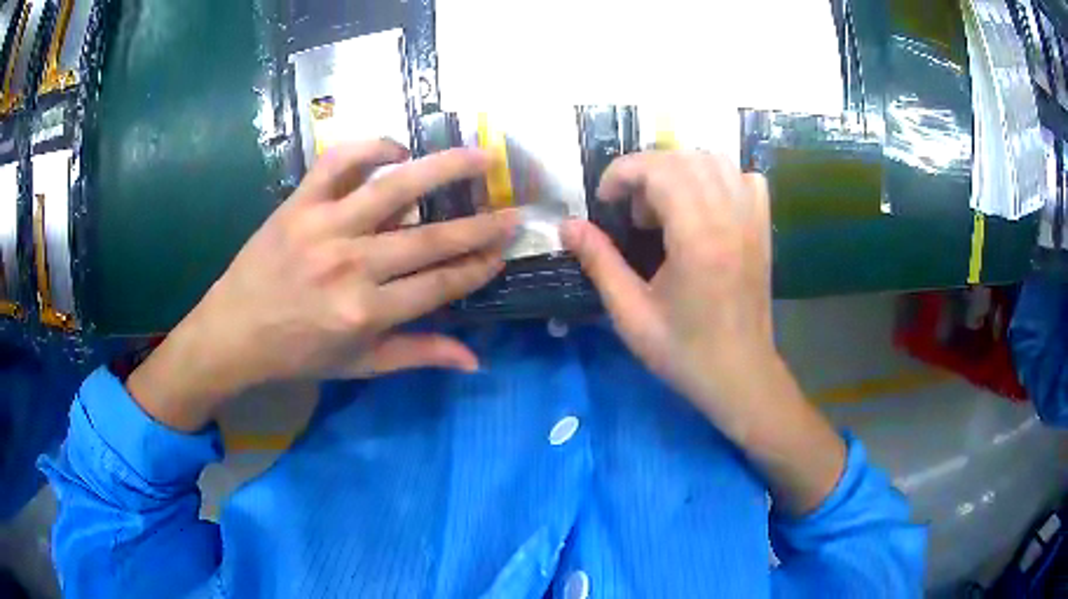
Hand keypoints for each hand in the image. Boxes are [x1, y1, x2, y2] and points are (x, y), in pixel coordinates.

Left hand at [128, 140, 516, 430]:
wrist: (233, 333)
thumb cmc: (296, 353)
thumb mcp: (358, 366)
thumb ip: (417, 355)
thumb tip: (475, 360)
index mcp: (366, 313)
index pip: (440, 284)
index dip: (477, 268)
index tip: (501, 253)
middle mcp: (350, 266)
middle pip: (431, 239)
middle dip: (481, 226)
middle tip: (514, 211)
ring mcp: (323, 227)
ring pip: (395, 188)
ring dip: (445, 168)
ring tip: (482, 156)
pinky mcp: (298, 203)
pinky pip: (339, 162)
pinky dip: (371, 148)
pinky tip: (398, 150)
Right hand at [562, 151, 774, 417]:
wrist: (740, 375)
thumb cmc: (684, 352)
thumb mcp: (631, 314)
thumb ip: (599, 262)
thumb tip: (568, 225)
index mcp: (698, 239)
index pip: (661, 170)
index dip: (624, 173)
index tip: (606, 200)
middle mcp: (729, 219)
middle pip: (685, 158)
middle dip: (648, 171)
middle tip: (632, 211)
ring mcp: (752, 221)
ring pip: (717, 161)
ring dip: (681, 170)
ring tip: (664, 207)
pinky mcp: (763, 230)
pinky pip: (746, 180)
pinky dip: (720, 178)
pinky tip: (704, 204)